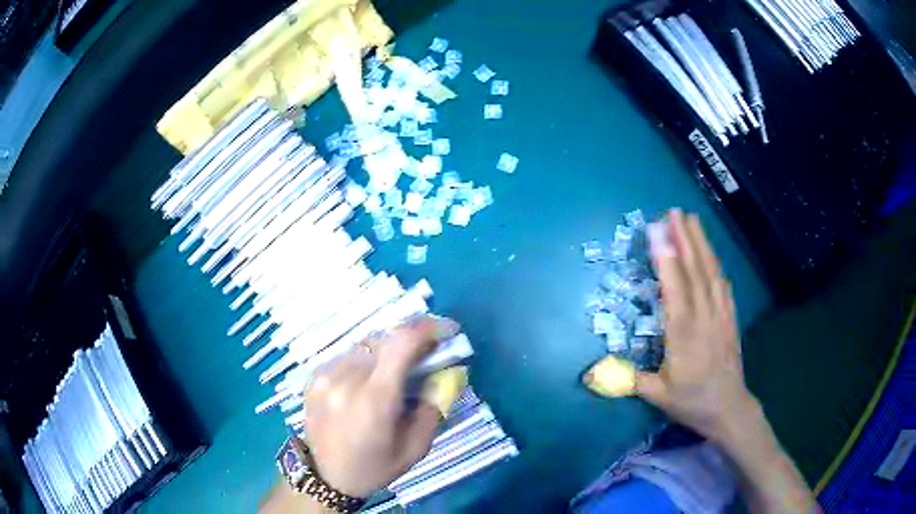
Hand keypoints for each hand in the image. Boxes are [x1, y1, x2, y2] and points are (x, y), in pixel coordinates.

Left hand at [303, 316, 460, 497]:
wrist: (327, 476)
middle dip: (411, 338)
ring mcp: (325, 374)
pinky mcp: (313, 376)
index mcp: (374, 399)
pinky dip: (366, 359)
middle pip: (384, 337)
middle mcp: (345, 378)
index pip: (400, 343)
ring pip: (365, 344)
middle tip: (428, 352)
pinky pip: (347, 355)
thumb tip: (449, 370)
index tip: (448, 330)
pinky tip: (371, 379)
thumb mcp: (416, 446)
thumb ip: (434, 405)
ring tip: (399, 368)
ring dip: (388, 349)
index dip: (427, 328)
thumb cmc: (376, 467)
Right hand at [636, 210, 758, 442]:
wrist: (729, 408)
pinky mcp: (730, 317)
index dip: (666, 258)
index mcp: (683, 334)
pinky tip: (711, 254)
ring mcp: (720, 315)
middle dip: (684, 238)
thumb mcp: (657, 396)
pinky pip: (723, 285)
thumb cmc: (691, 402)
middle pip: (695, 271)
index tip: (658, 230)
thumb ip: (628, 380)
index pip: (675, 289)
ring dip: (701, 244)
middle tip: (674, 211)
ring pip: (711, 273)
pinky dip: (715, 265)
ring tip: (692, 220)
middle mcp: (704, 317)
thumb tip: (591, 373)